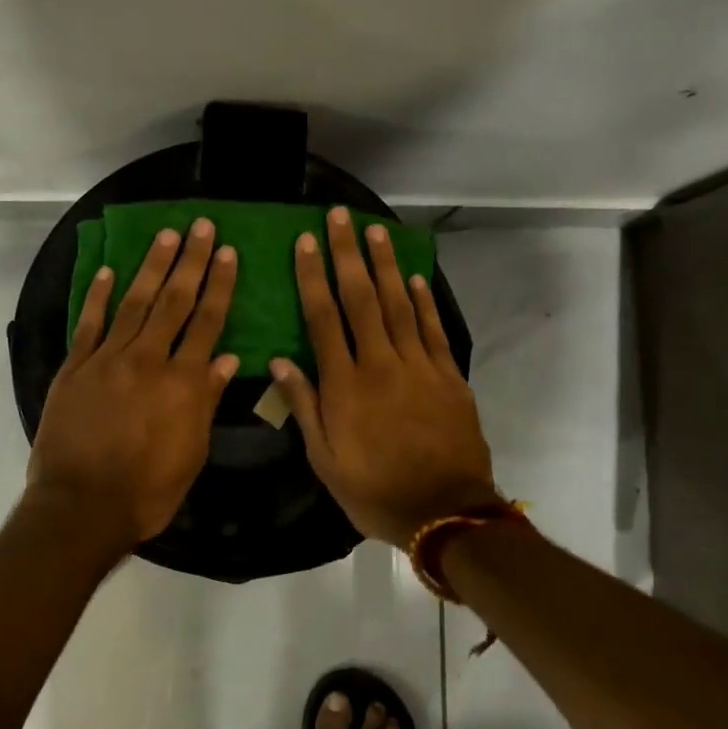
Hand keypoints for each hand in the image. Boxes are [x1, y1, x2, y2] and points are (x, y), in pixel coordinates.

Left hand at [26, 218, 239, 552]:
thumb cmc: (147, 490)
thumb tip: (225, 358)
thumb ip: (206, 401)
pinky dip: (100, 296)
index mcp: (183, 383)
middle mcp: (148, 360)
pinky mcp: (75, 368)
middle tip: (201, 226)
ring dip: (151, 266)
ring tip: (166, 235)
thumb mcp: (191, 453)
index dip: (219, 286)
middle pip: (173, 302)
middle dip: (191, 261)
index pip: (207, 322)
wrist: (82, 506)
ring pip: (134, 303)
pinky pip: (90, 324)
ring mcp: (108, 360)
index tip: (228, 253)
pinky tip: (110, 272)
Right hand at [268, 207, 498, 547]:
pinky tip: (414, 277)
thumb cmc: (374, 490)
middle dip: (347, 254)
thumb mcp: (325, 460)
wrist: (445, 512)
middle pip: (361, 299)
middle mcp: (380, 364)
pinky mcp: (448, 376)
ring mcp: (419, 367)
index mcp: (345, 385)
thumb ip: (305, 407)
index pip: (323, 319)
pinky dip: (424, 301)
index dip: (312, 277)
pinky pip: (433, 330)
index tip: (305, 243)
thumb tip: (279, 362)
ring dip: (385, 265)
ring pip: (399, 304)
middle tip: (339, 217)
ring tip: (375, 230)